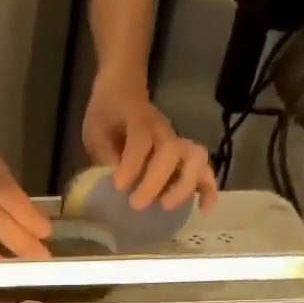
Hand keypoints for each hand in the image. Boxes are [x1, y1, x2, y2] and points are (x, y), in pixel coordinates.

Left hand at [81, 79, 218, 212]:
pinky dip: (207, 190)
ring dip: (184, 186)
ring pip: (195, 159)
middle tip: (137, 204)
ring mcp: (179, 143)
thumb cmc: (107, 116)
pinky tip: (203, 209)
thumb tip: (110, 183)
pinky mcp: (186, 156)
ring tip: (167, 207)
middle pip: (171, 151)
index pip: (140, 140)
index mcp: (138, 120)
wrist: (123, 93)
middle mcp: (164, 131)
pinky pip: (205, 170)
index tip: (118, 186)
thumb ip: (104, 154)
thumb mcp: (96, 132)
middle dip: (156, 181)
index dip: (131, 164)